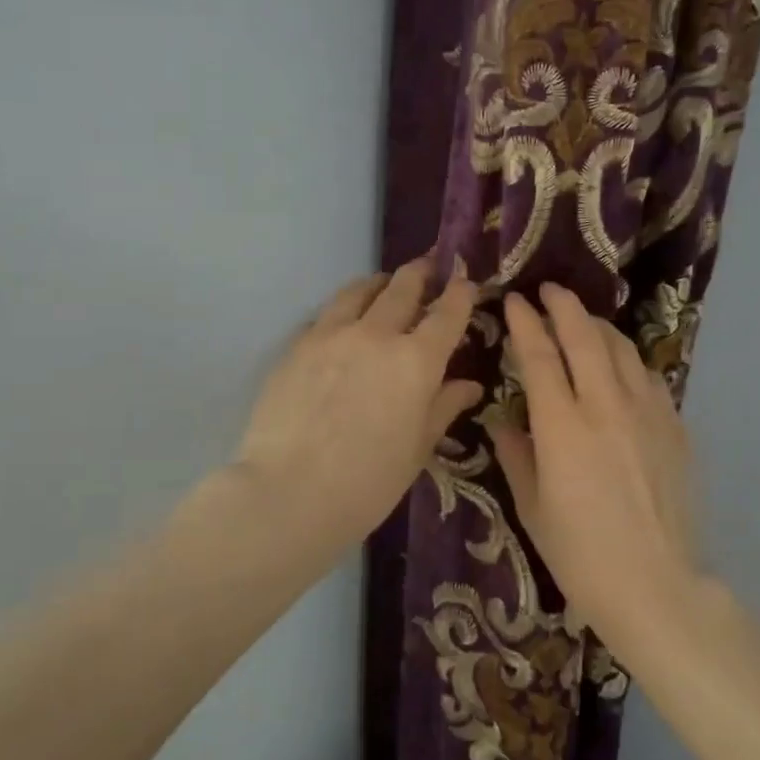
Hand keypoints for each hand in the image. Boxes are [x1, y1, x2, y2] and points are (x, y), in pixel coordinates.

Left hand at [232, 259, 481, 558]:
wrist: (289, 493)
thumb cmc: (368, 482)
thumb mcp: (417, 448)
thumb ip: (443, 407)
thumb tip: (470, 385)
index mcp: (416, 361)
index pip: (447, 313)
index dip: (460, 292)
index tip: (466, 280)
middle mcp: (376, 335)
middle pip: (403, 287)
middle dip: (421, 273)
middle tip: (429, 266)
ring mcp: (331, 335)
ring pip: (359, 291)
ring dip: (379, 283)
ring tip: (384, 284)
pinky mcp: (296, 346)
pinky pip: (325, 315)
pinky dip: (343, 310)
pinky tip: (342, 323)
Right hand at [484, 284, 699, 633]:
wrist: (656, 585)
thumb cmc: (581, 555)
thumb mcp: (532, 508)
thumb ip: (516, 455)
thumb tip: (503, 422)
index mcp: (562, 426)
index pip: (540, 355)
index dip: (525, 323)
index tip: (514, 301)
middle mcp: (606, 406)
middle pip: (585, 336)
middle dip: (563, 305)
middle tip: (549, 290)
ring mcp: (648, 413)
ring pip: (622, 348)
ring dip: (598, 326)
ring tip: (582, 321)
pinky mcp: (675, 427)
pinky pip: (649, 376)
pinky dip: (629, 360)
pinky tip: (621, 367)